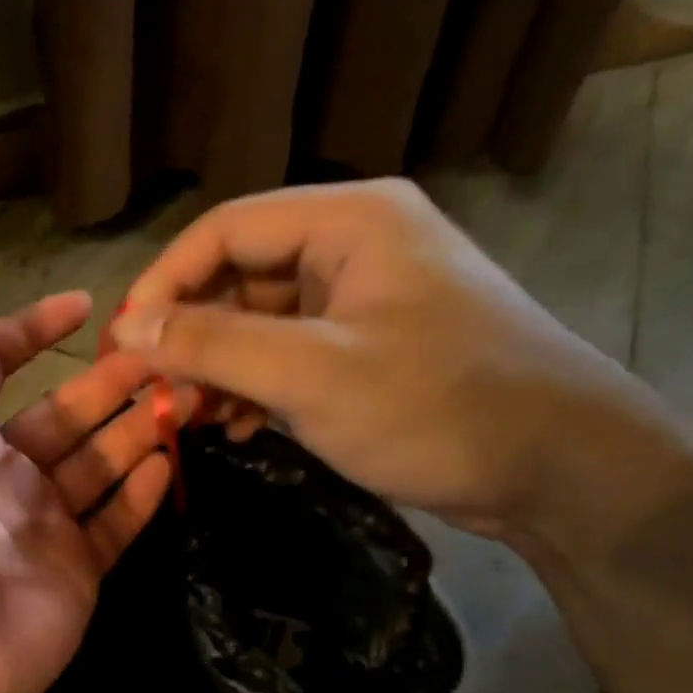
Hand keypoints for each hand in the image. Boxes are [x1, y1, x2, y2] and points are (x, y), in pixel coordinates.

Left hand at [0, 244, 174, 692]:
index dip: (34, 328)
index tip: (86, 304)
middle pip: (63, 409)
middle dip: (110, 379)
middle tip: (169, 352)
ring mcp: (38, 520)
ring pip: (98, 460)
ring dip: (138, 425)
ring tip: (190, 394)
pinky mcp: (73, 568)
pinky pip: (116, 520)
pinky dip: (143, 491)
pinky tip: (172, 461)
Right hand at [113, 179, 660, 539]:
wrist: (567, 472)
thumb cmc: (439, 408)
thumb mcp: (311, 375)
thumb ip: (212, 343)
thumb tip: (126, 326)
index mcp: (348, 221)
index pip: (224, 230)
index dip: (163, 281)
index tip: (124, 340)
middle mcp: (353, 244)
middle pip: (238, 272)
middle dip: (189, 331)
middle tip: (151, 387)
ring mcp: (363, 296)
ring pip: (258, 317)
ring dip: (217, 364)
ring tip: (187, 414)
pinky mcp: (369, 343)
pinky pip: (288, 349)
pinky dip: (253, 383)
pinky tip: (233, 425)